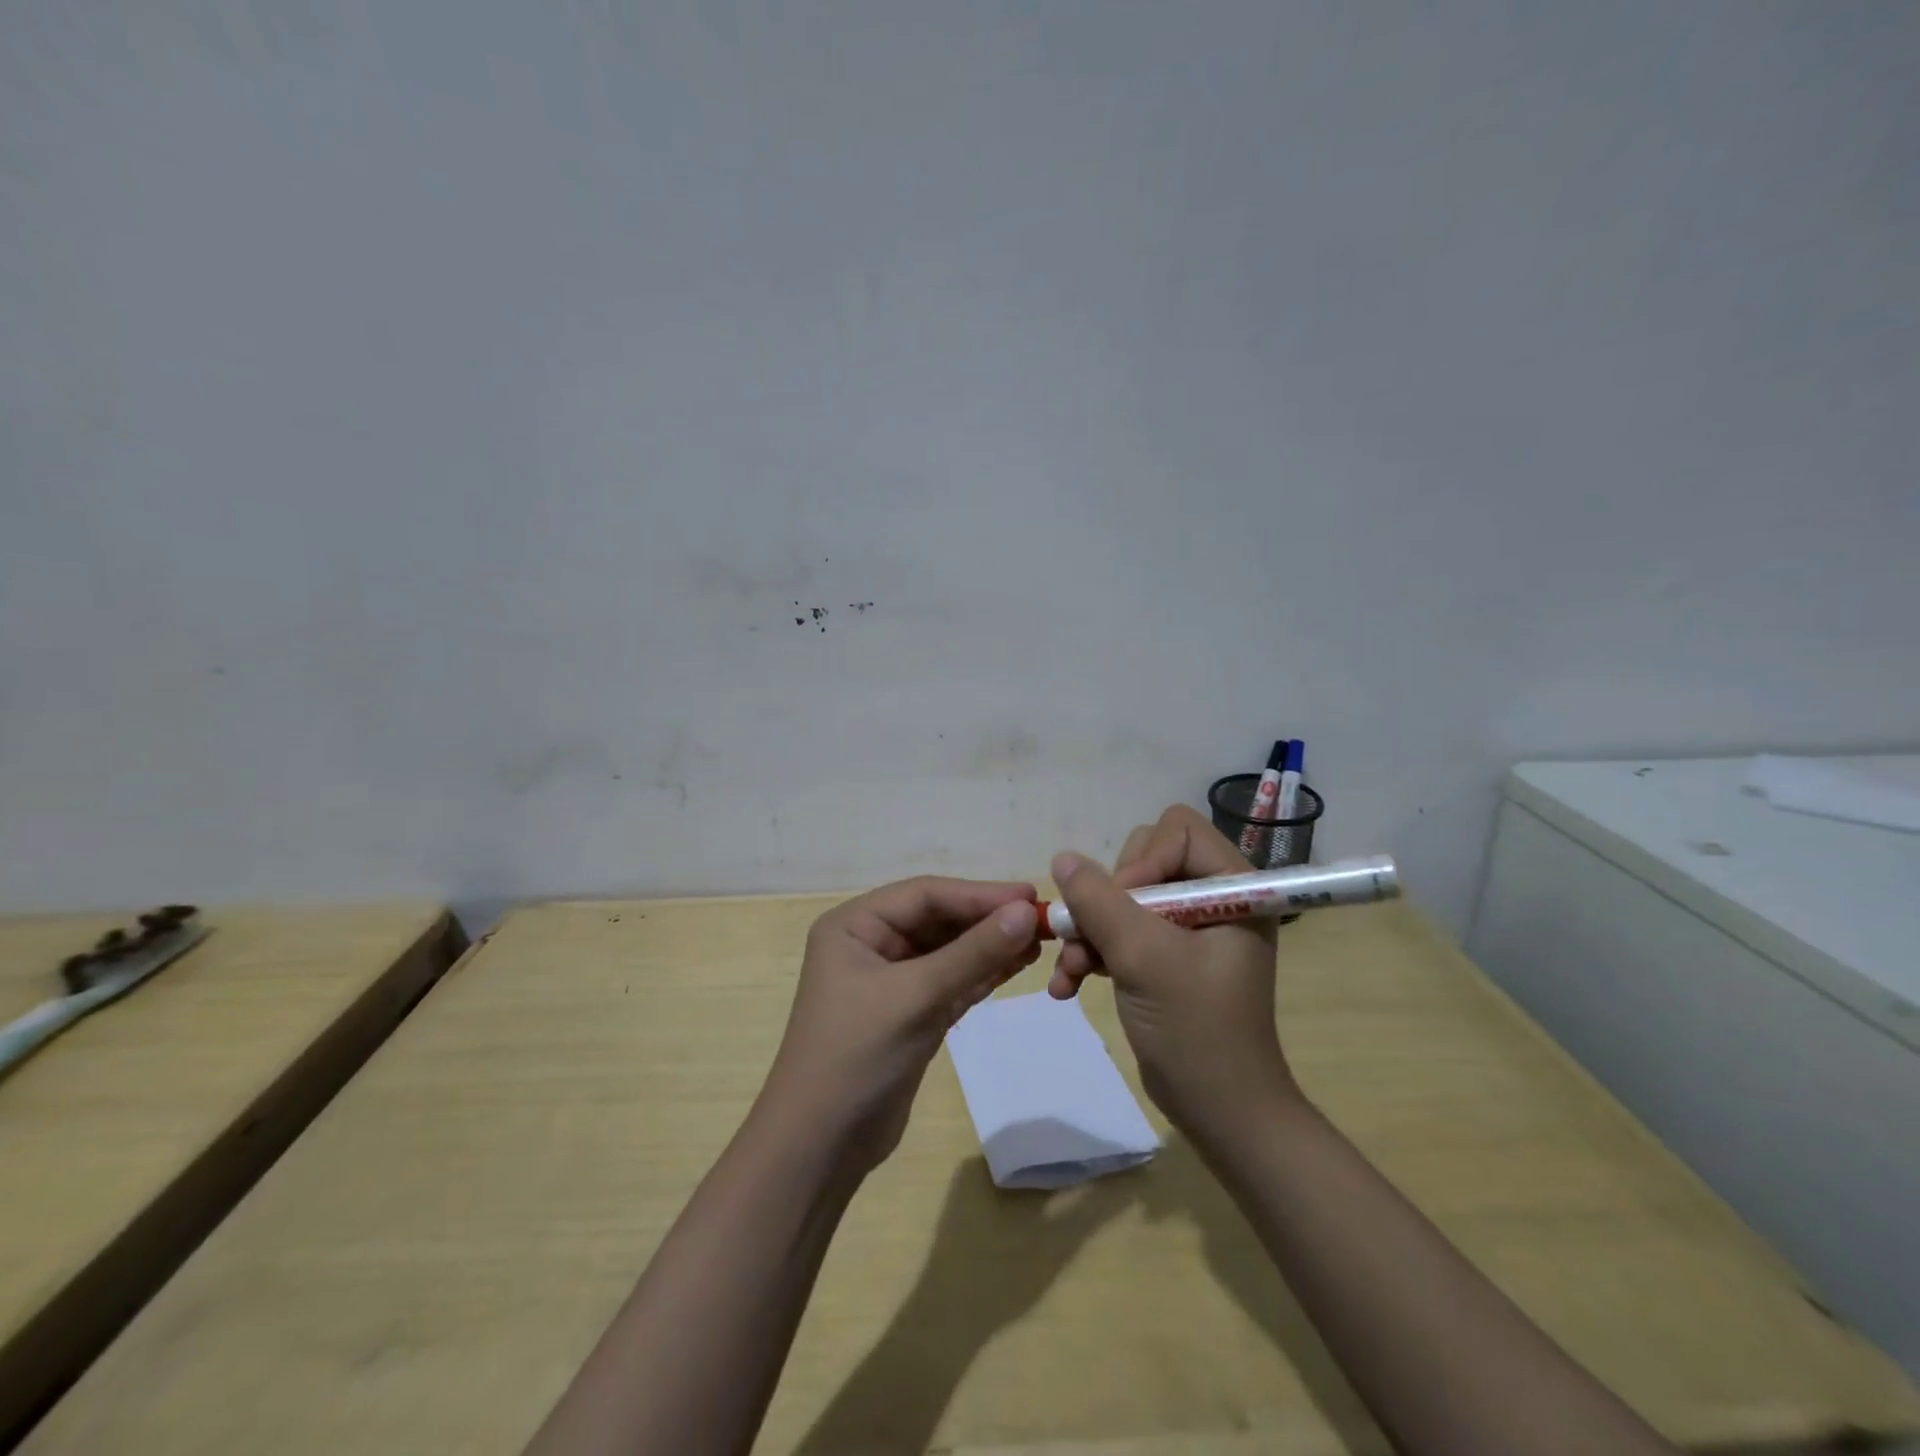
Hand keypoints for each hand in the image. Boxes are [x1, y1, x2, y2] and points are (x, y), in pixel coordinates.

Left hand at [762, 877, 1041, 1170]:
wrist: (820, 1147)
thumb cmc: (857, 1055)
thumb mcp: (916, 997)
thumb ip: (973, 953)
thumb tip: (1028, 911)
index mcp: (854, 925)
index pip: (925, 895)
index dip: (979, 893)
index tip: (1030, 896)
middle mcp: (870, 943)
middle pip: (938, 919)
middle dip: (986, 920)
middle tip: (1041, 920)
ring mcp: (889, 980)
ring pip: (948, 951)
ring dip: (989, 946)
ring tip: (1038, 942)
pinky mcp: (908, 1013)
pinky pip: (950, 981)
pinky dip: (981, 974)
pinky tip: (1016, 966)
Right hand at [1046, 805, 1298, 1136]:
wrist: (1219, 1113)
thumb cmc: (1196, 1030)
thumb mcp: (1144, 958)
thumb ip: (1100, 901)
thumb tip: (1063, 858)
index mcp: (1233, 886)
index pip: (1177, 830)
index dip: (1143, 861)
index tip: (1126, 908)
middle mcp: (1211, 898)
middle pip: (1143, 858)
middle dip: (1107, 901)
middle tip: (1096, 939)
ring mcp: (1186, 928)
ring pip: (1122, 896)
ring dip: (1089, 931)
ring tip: (1069, 971)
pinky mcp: (1164, 955)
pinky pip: (1118, 930)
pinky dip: (1092, 952)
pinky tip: (1068, 985)